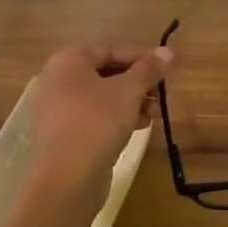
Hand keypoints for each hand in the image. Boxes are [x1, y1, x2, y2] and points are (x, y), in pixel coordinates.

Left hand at [26, 43, 173, 205]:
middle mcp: (59, 79)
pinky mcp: (65, 133)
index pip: (112, 48)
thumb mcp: (129, 91)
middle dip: (138, 82)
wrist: (67, 178)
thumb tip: (168, 52)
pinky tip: (139, 127)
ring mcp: (59, 108)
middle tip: (162, 94)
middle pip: (107, 72)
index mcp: (69, 60)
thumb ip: (148, 69)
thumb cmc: (97, 122)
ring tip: (155, 114)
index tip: (167, 69)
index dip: (142, 57)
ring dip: (132, 101)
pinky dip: (117, 117)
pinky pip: (95, 116)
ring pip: (102, 96)